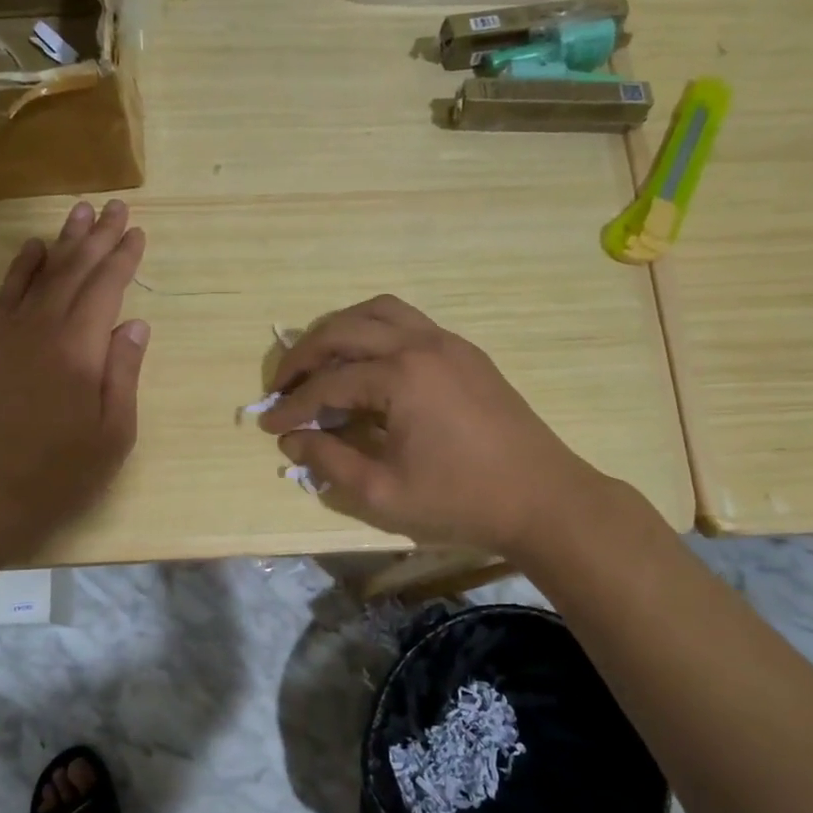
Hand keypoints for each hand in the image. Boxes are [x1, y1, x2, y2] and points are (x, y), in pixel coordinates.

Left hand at [0, 200, 149, 560]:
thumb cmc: (58, 473)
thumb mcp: (112, 434)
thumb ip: (123, 374)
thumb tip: (134, 325)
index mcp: (80, 350)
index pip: (106, 289)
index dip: (123, 258)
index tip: (137, 232)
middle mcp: (43, 330)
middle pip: (74, 271)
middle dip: (97, 237)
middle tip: (114, 206)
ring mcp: (7, 335)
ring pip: (40, 275)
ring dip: (62, 241)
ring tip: (79, 212)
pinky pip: (5, 296)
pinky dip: (21, 268)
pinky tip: (33, 250)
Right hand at [258, 295, 603, 556]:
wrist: (544, 498)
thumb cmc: (461, 501)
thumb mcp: (383, 493)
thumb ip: (329, 461)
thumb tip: (292, 439)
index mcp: (401, 377)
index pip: (328, 384)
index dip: (292, 406)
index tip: (268, 424)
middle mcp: (421, 344)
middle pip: (344, 330)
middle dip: (304, 355)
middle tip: (282, 385)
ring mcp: (448, 342)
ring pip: (378, 312)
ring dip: (340, 331)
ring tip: (318, 362)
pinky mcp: (465, 352)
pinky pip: (407, 322)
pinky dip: (374, 332)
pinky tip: (366, 364)